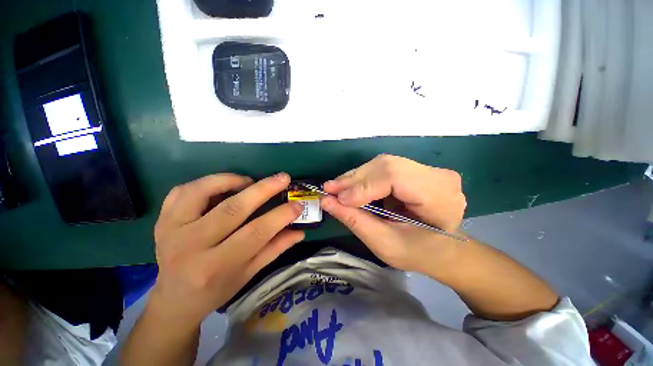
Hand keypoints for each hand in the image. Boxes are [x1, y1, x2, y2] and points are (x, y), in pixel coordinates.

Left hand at [150, 173, 303, 331]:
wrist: (175, 298)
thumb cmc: (216, 289)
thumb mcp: (249, 273)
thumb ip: (275, 249)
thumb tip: (300, 231)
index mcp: (215, 266)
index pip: (255, 233)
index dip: (280, 216)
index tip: (297, 205)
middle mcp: (190, 246)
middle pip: (232, 209)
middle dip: (263, 189)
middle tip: (283, 178)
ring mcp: (171, 230)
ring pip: (202, 191)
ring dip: (231, 180)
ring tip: (250, 181)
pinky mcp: (162, 220)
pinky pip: (182, 190)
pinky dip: (206, 182)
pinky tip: (223, 186)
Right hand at [321, 154, 465, 274]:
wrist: (442, 250)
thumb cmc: (418, 253)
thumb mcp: (385, 244)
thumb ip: (355, 220)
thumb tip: (326, 201)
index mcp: (441, 198)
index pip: (395, 177)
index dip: (363, 186)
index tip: (338, 199)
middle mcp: (438, 176)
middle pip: (387, 165)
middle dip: (355, 179)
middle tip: (329, 189)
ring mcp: (428, 170)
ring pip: (383, 163)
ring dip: (357, 177)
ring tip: (337, 188)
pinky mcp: (416, 169)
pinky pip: (384, 167)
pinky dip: (365, 177)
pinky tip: (351, 186)